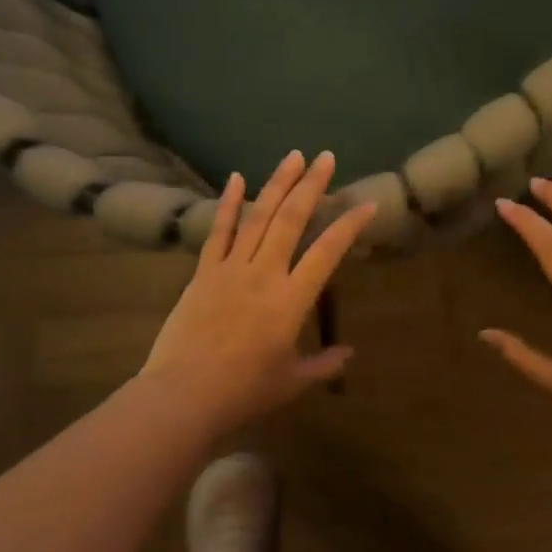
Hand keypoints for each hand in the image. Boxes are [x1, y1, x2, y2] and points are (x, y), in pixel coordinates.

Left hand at [143, 151, 374, 433]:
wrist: (184, 394)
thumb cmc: (244, 391)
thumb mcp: (292, 381)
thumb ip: (324, 364)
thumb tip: (349, 353)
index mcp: (291, 300)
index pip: (327, 252)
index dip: (349, 226)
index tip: (367, 203)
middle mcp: (264, 274)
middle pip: (291, 220)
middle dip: (311, 186)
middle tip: (326, 158)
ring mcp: (230, 269)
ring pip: (258, 217)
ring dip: (277, 184)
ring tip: (293, 157)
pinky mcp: (203, 273)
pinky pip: (218, 231)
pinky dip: (228, 204)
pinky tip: (236, 178)